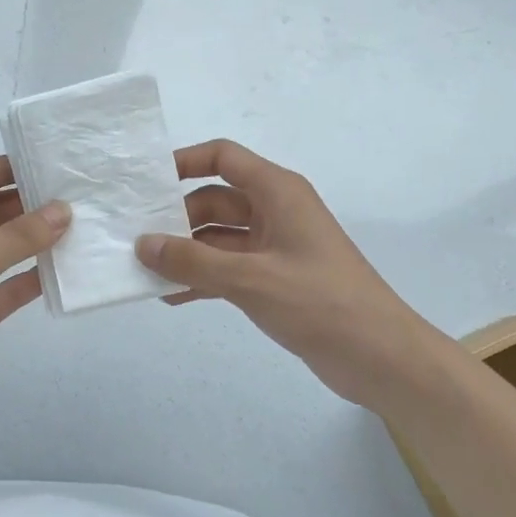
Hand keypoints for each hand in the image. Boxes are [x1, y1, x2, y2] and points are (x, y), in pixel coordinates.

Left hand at [0, 156, 68, 445]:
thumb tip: (64, 210)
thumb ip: (18, 237)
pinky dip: (34, 277)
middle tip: (73, 193)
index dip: (4, 169)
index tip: (46, 162)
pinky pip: (10, 285)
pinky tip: (66, 268)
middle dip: (26, 204)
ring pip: (3, 248)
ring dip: (34, 239)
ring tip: (79, 224)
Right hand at [135, 139, 427, 405]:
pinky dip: (203, 278)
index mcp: (277, 192)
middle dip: (176, 217)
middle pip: (214, 200)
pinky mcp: (276, 279)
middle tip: (134, 236)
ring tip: (144, 269)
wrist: (382, 359)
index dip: (184, 162)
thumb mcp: (250, 279)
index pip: (223, 157)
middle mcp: (275, 211)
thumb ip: (193, 261)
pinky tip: (171, 296)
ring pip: (218, 237)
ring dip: (186, 252)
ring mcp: (276, 247)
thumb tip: (143, 244)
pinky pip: (228, 268)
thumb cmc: (320, 302)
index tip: (146, 182)